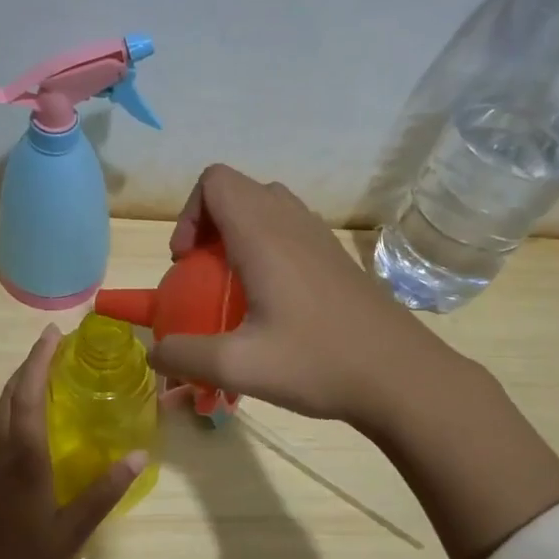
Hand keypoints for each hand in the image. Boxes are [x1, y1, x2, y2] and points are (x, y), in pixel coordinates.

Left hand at [0, 327, 147, 558]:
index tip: (53, 335)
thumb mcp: (71, 534)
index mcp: (22, 461)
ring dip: (18, 387)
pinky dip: (12, 412)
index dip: (39, 362)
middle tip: (53, 347)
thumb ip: (103, 493)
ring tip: (43, 375)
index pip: (29, 397)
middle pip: (8, 398)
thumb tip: (138, 454)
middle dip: (28, 367)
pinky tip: (28, 424)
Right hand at [156, 165, 558, 558]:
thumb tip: (156, 354)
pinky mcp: (337, 259)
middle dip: (208, 224)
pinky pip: (290, 230)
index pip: (215, 180)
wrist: (402, 377)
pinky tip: (271, 302)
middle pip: (238, 190)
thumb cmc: (318, 364)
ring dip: (238, 235)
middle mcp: (292, 223)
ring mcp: (320, 238)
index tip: (186, 263)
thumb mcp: (239, 367)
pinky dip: (266, 248)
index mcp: (264, 235)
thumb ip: (186, 357)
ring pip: (267, 207)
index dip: (189, 214)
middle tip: (203, 274)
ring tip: (233, 286)